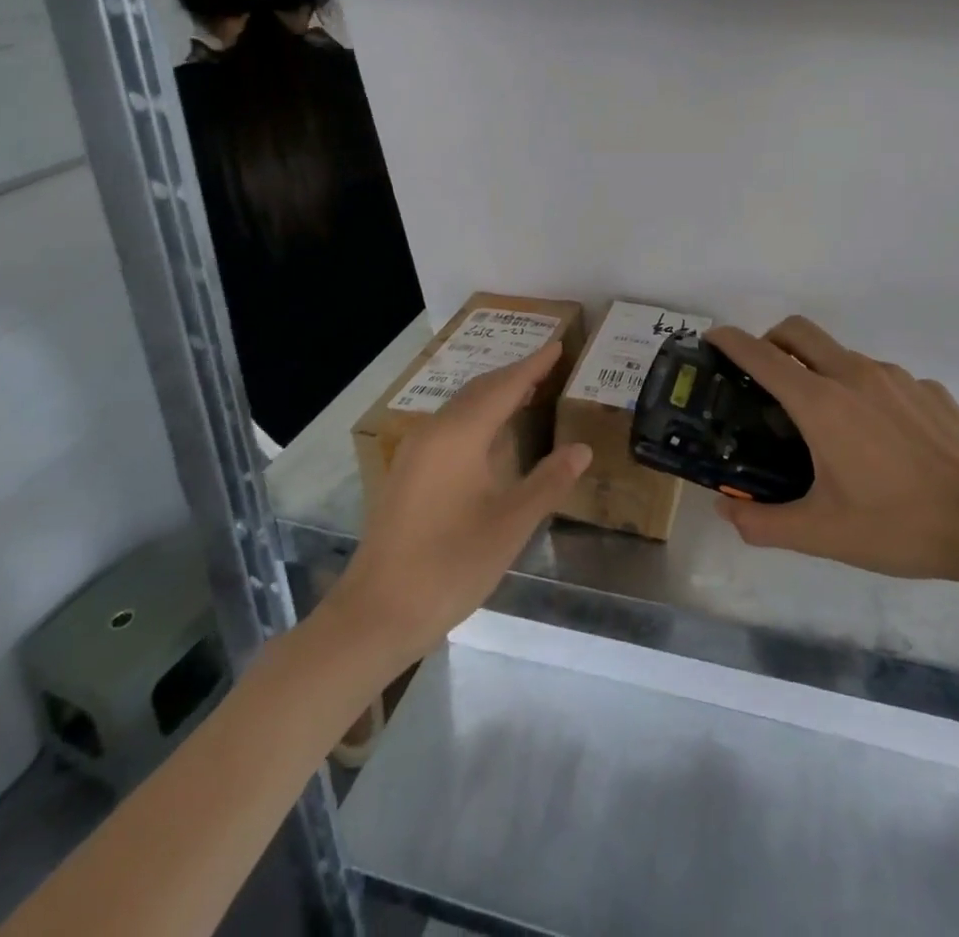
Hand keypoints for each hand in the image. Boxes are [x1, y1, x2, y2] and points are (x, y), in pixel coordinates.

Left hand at [318, 344, 590, 663]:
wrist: (376, 613)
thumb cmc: (450, 565)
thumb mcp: (510, 524)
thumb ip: (548, 481)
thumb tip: (582, 449)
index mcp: (460, 435)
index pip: (504, 387)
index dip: (533, 366)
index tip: (558, 345)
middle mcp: (433, 432)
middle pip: (479, 390)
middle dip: (514, 375)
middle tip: (548, 365)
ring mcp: (414, 452)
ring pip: (461, 408)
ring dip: (494, 395)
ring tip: (526, 392)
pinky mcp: (406, 473)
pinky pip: (449, 426)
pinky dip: (477, 417)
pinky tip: (490, 435)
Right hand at [708, 317, 958, 588]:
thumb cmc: (897, 524)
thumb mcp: (821, 534)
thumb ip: (764, 523)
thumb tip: (727, 512)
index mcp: (821, 402)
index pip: (762, 355)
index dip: (730, 340)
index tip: (712, 338)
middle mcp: (854, 374)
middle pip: (799, 331)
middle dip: (772, 340)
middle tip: (764, 376)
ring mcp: (896, 377)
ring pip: (842, 355)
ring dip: (821, 371)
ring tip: (827, 423)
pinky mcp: (928, 389)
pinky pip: (883, 379)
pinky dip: (866, 393)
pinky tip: (881, 439)